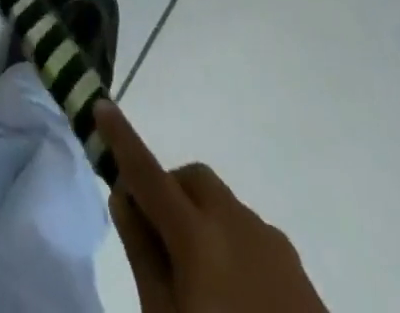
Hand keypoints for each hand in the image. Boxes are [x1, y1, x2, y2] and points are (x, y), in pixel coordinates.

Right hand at [96, 101, 329, 312]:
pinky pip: (253, 235)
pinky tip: (236, 295)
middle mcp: (236, 224)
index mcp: (197, 235)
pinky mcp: (298, 270)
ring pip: (224, 205)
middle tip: (156, 234)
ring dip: (202, 218)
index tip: (101, 106)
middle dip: (168, 189)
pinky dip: (232, 243)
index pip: (147, 173)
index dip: (121, 139)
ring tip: (200, 277)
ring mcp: (272, 244)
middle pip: (192, 178)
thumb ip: (142, 255)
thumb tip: (123, 198)